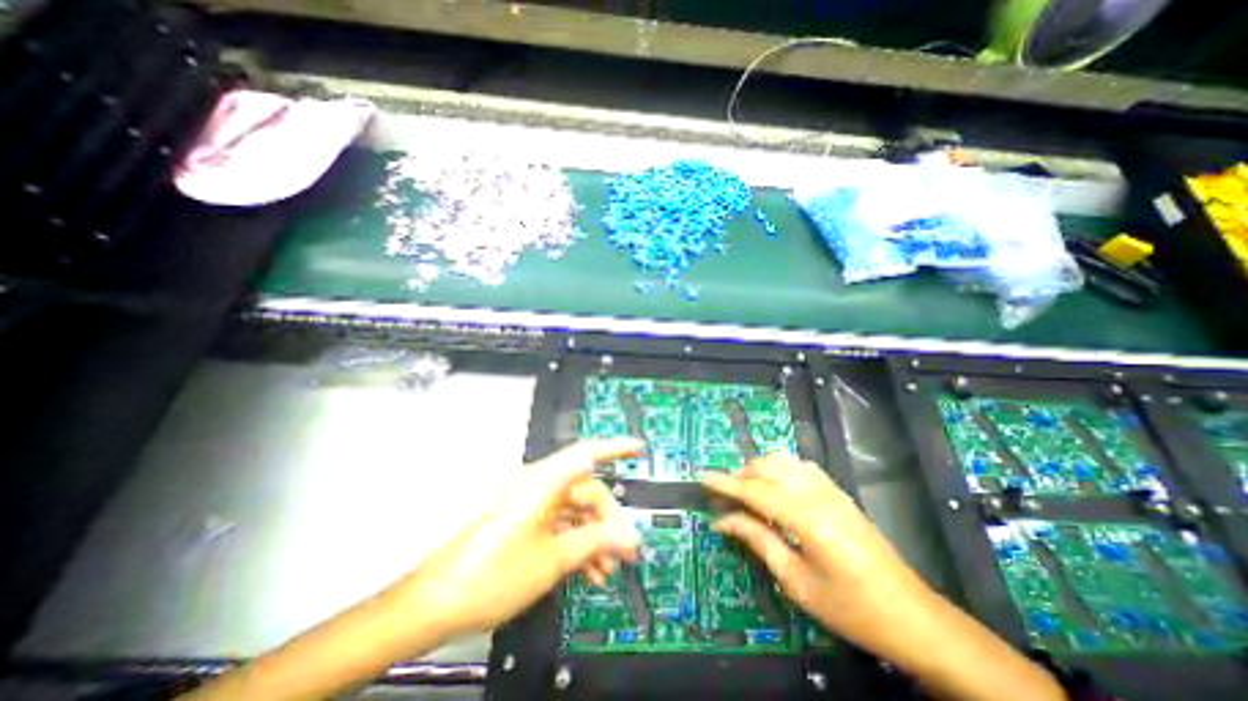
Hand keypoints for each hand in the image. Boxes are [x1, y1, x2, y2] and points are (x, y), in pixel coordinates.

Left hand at [395, 437, 642, 639]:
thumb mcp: (552, 560)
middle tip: (625, 551)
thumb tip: (625, 536)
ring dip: (593, 536)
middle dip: (608, 520)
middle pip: (585, 491)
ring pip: (573, 511)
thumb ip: (594, 541)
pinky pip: (558, 523)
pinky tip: (588, 569)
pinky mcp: (523, 521)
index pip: (586, 454)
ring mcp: (529, 504)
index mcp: (542, 483)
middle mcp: (537, 486)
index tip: (636, 448)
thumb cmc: (492, 574)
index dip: (614, 448)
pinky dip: (575, 542)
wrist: (435, 603)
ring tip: (606, 568)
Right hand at [700, 455, 925, 646]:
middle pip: (767, 467)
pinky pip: (801, 466)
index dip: (725, 483)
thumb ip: (758, 541)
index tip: (701, 476)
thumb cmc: (851, 609)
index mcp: (806, 518)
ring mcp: (831, 490)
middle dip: (741, 476)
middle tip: (726, 500)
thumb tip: (724, 520)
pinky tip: (777, 489)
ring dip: (760, 470)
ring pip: (783, 460)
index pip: (754, 491)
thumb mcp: (797, 582)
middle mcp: (817, 494)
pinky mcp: (838, 492)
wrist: (913, 617)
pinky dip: (780, 469)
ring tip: (748, 494)